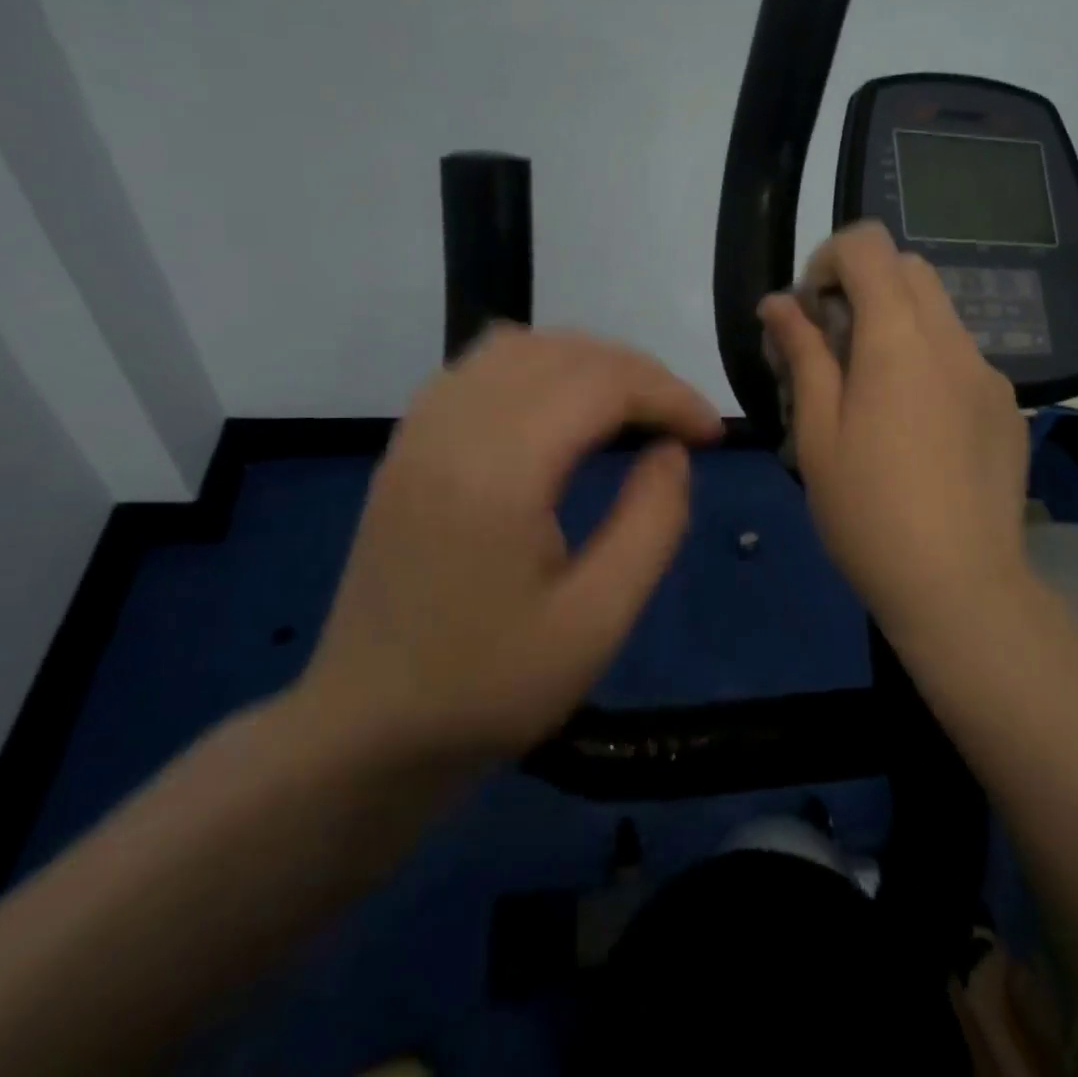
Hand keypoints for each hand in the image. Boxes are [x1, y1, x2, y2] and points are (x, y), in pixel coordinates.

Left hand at [295, 327, 721, 765]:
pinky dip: (539, 366)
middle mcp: (453, 427)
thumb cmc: (489, 686)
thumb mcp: (598, 621)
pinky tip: (561, 409)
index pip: (602, 384)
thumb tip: (672, 450)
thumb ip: (652, 522)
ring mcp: (421, 430)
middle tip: (682, 423)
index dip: (670, 395)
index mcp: (498, 470)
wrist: (366, 731)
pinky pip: (481, 366)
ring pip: (520, 345)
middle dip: (639, 374)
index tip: (712, 433)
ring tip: (631, 408)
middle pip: (564, 352)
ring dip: (589, 362)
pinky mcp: (408, 443)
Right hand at [759, 222, 1031, 635]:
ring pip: (937, 312)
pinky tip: (912, 427)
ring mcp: (988, 373)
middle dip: (861, 287)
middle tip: (831, 349)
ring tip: (867, 393)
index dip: (828, 261)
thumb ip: (802, 354)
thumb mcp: (816, 432)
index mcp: (899, 339)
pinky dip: (926, 360)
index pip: (868, 245)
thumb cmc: (868, 512)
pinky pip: (960, 357)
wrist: (961, 586)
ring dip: (894, 325)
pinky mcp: (1007, 406)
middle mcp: (953, 340)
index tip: (808, 313)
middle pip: (908, 268)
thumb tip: (778, 303)